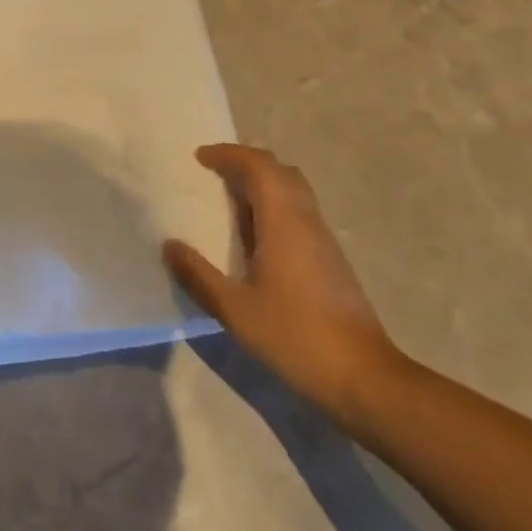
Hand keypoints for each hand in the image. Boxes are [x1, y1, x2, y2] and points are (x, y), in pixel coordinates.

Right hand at [164, 144, 402, 425]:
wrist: (362, 375)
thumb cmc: (294, 336)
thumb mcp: (234, 310)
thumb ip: (198, 275)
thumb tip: (169, 245)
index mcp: (284, 223)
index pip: (260, 167)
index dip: (229, 155)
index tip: (200, 158)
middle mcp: (307, 221)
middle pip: (280, 172)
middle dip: (246, 163)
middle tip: (213, 172)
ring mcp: (323, 240)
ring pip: (293, 191)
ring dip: (261, 184)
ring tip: (227, 200)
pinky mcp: (330, 259)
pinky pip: (298, 213)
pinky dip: (273, 206)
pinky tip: (253, 236)